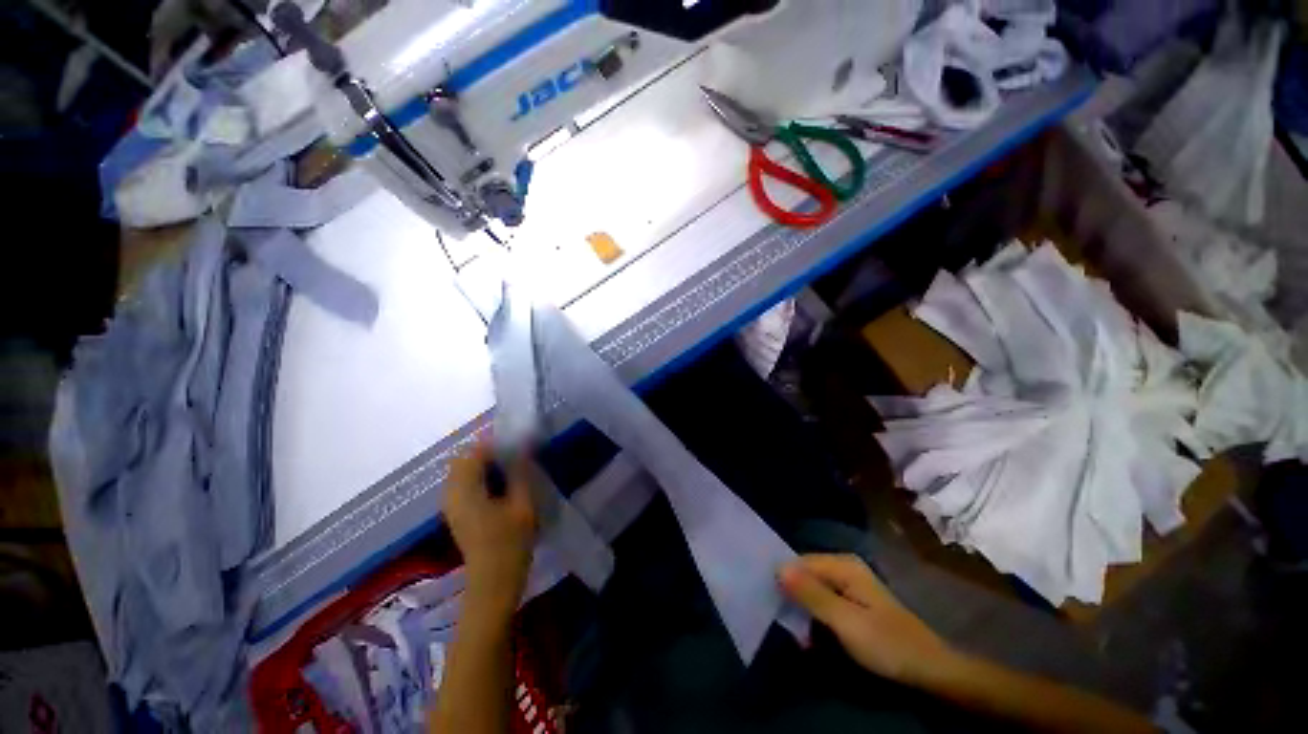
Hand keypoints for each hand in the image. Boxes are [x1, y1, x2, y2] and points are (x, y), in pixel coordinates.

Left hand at [444, 443, 536, 615]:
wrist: (492, 584)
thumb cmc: (510, 544)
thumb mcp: (522, 505)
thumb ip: (520, 473)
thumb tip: (522, 447)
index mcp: (466, 491)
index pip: (474, 452)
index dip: (495, 444)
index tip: (516, 445)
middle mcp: (451, 494)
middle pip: (463, 460)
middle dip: (487, 453)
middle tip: (513, 457)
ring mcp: (451, 505)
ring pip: (461, 471)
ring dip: (483, 465)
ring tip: (509, 470)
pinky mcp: (456, 513)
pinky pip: (462, 484)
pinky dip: (479, 477)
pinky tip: (499, 487)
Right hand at [779, 554, 955, 684]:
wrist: (929, 669)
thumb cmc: (887, 644)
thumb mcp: (845, 622)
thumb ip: (811, 594)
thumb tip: (778, 568)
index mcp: (843, 565)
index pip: (799, 562)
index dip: (783, 580)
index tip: (771, 602)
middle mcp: (844, 568)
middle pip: (805, 574)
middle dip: (793, 597)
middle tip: (786, 625)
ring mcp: (849, 584)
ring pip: (812, 590)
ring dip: (803, 611)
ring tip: (798, 636)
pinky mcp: (852, 601)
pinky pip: (823, 601)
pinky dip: (815, 616)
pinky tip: (812, 636)